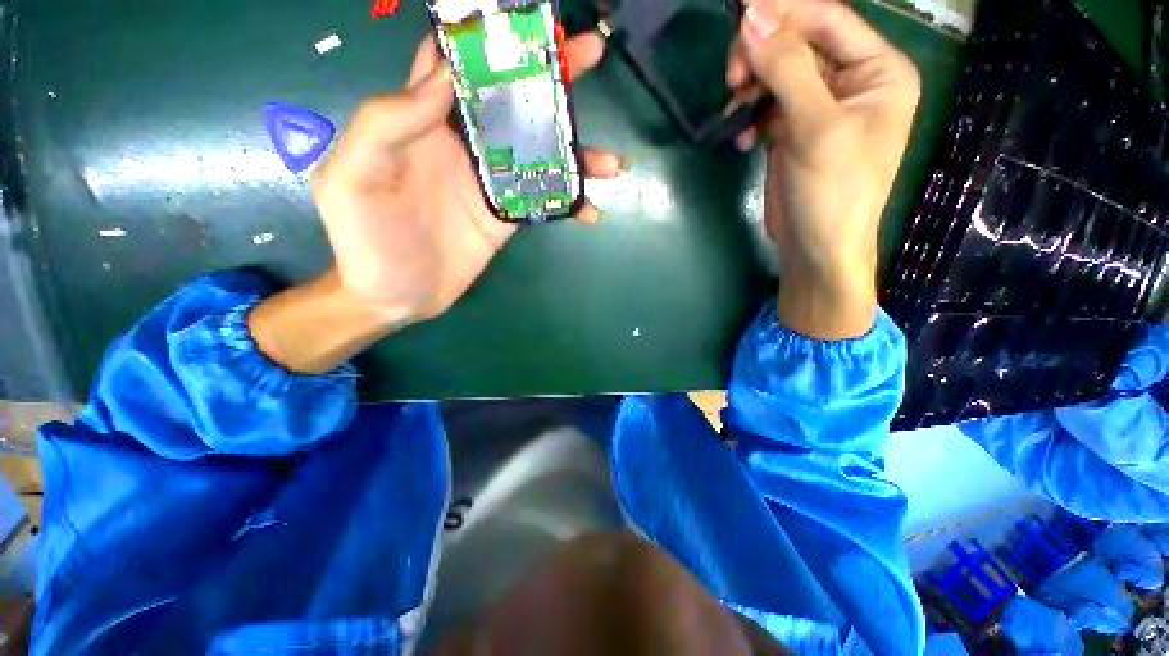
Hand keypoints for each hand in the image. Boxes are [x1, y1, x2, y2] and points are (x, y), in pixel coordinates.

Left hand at [313, 33, 622, 324]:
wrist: (392, 297)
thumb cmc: (362, 238)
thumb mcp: (354, 176)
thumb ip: (387, 123)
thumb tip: (446, 77)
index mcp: (421, 122)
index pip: (453, 63)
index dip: (484, 38)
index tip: (526, 24)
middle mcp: (462, 145)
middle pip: (511, 101)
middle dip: (550, 78)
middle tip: (589, 57)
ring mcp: (490, 183)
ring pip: (538, 154)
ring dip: (576, 153)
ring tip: (611, 164)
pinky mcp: (506, 217)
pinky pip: (543, 202)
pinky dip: (570, 204)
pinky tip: (592, 210)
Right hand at [727, 0, 919, 339]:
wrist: (815, 249)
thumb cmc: (832, 192)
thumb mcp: (815, 128)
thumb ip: (787, 68)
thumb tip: (752, 13)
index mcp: (878, 71)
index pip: (827, 20)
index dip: (783, 14)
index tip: (738, 21)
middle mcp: (853, 82)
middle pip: (799, 44)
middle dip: (762, 56)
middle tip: (733, 78)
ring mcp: (821, 108)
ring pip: (779, 74)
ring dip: (752, 86)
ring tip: (735, 108)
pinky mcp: (794, 132)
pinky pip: (768, 105)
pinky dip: (751, 115)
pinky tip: (743, 136)